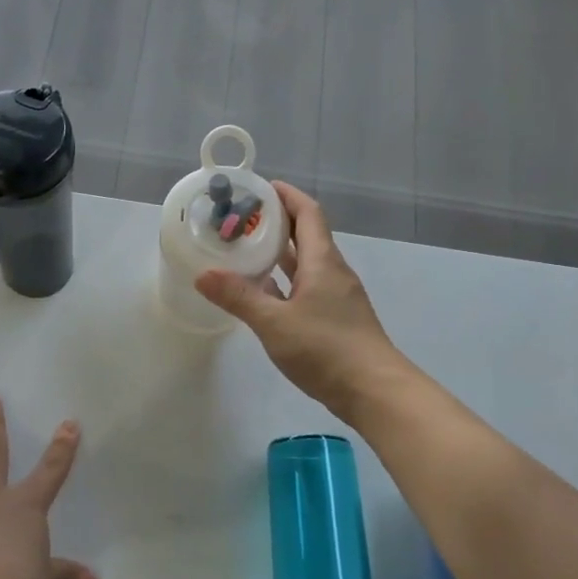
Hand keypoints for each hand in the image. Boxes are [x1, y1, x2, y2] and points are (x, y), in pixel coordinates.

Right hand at [195, 182, 412, 423]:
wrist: (374, 391)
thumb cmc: (326, 349)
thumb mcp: (274, 323)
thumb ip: (239, 297)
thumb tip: (203, 274)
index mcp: (322, 262)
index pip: (308, 213)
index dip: (287, 196)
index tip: (261, 187)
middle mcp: (332, 272)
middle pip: (306, 236)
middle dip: (276, 223)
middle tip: (241, 219)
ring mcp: (336, 298)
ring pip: (305, 265)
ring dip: (279, 254)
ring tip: (245, 250)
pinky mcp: (335, 320)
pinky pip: (306, 289)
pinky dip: (284, 283)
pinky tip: (263, 294)